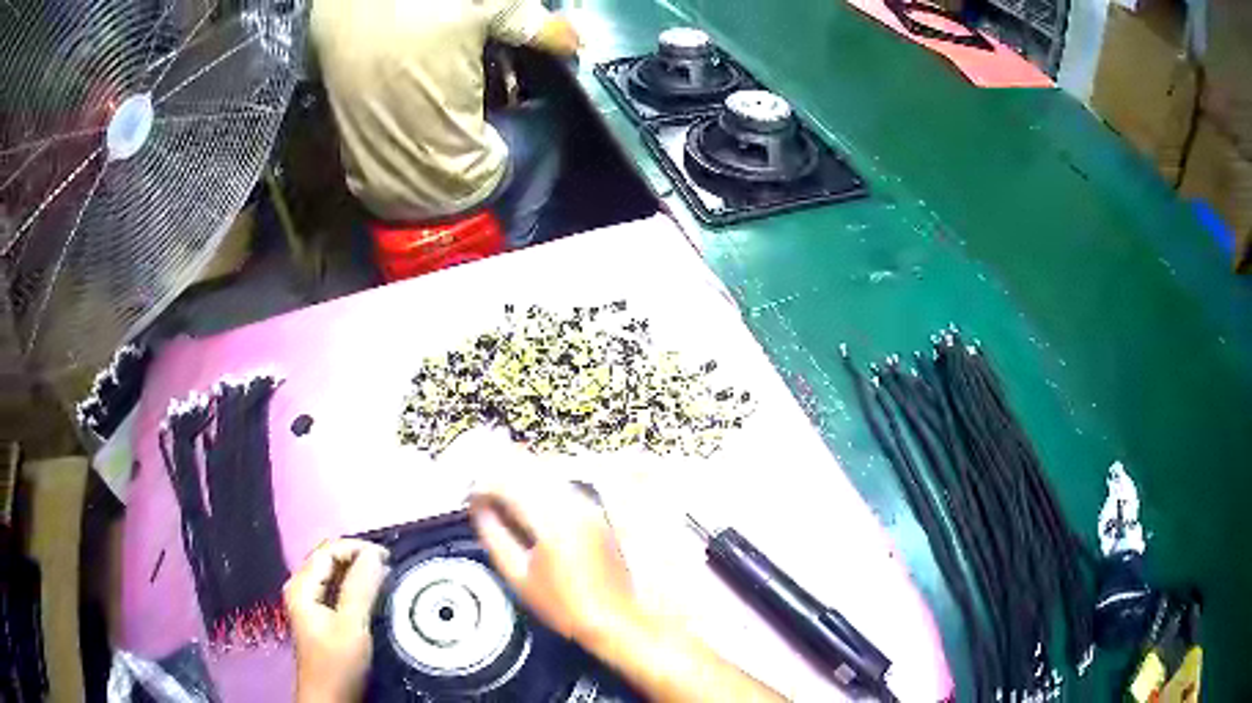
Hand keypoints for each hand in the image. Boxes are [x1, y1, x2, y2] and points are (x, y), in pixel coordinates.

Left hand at [284, 539, 388, 702]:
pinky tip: (373, 594)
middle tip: (390, 566)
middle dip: (358, 558)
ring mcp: (309, 602)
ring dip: (358, 572)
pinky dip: (355, 586)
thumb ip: (361, 588)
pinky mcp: (320, 615)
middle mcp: (301, 588)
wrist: (330, 699)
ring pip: (334, 574)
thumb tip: (375, 554)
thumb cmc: (338, 664)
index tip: (388, 557)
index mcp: (301, 586)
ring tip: (386, 577)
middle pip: (329, 559)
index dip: (356, 548)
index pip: (327, 551)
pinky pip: (337, 589)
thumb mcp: (352, 626)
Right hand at [469, 480, 637, 649]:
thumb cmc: (563, 605)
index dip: (484, 483)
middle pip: (529, 470)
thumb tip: (478, 509)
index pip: (510, 484)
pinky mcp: (595, 512)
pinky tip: (524, 497)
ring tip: (496, 490)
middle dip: (501, 472)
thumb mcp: (518, 577)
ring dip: (519, 474)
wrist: (613, 618)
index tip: (468, 493)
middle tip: (479, 486)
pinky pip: (560, 485)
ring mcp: (587, 506)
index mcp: (551, 521)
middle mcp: (572, 505)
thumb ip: (495, 536)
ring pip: (546, 473)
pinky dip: (538, 483)